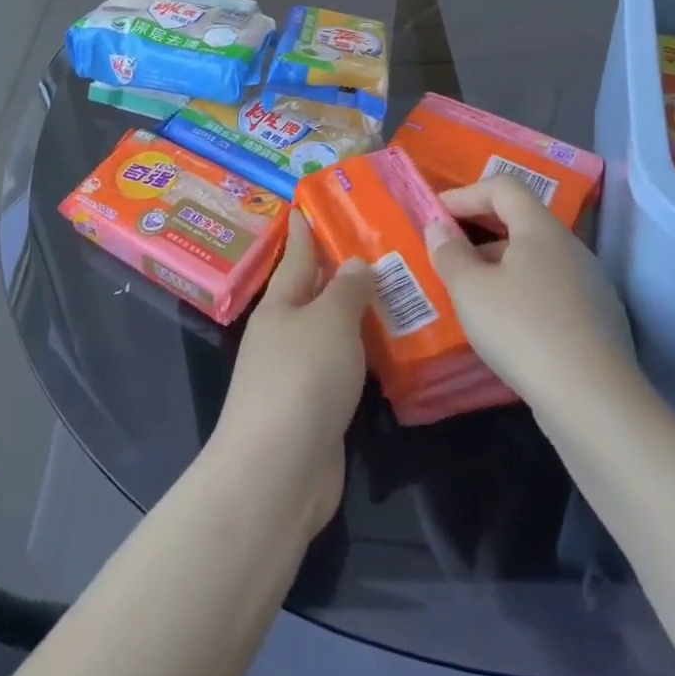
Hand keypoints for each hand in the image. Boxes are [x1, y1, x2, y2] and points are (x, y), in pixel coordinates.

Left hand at [209, 213, 373, 539]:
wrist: (278, 472)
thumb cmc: (301, 379)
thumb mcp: (328, 322)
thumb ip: (346, 290)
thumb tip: (354, 263)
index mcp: (280, 304)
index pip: (297, 255)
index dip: (305, 229)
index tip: (309, 203)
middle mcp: (285, 333)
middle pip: (314, 292)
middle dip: (340, 269)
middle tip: (378, 242)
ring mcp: (299, 373)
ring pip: (332, 330)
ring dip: (357, 313)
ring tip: (396, 290)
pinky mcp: (317, 407)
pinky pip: (345, 367)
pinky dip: (365, 353)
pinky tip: (391, 348)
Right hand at [423, 177, 637, 409]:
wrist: (594, 402)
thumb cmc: (522, 330)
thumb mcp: (470, 290)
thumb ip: (449, 253)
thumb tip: (439, 228)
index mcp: (541, 230)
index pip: (504, 187)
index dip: (466, 193)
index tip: (436, 215)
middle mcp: (571, 248)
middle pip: (520, 221)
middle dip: (478, 230)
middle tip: (447, 251)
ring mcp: (589, 285)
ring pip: (535, 258)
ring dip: (498, 264)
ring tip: (469, 291)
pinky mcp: (596, 320)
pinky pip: (549, 289)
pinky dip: (520, 292)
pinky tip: (504, 325)